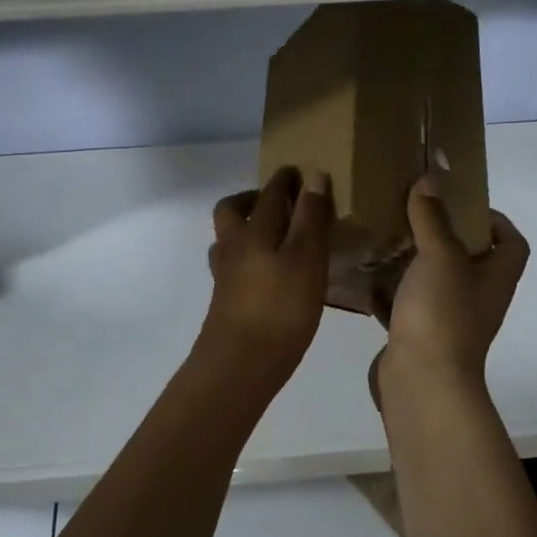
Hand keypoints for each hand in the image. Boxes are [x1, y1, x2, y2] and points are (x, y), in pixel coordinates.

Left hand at [200, 167, 333, 382]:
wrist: (240, 364)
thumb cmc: (281, 308)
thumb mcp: (307, 258)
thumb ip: (310, 217)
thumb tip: (312, 175)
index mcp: (254, 231)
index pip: (269, 195)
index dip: (284, 181)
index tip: (297, 172)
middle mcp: (233, 247)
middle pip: (231, 211)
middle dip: (251, 199)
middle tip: (276, 202)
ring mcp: (224, 276)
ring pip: (228, 240)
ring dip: (245, 229)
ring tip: (273, 236)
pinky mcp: (224, 301)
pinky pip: (232, 266)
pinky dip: (247, 259)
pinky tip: (266, 274)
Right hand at [373, 177, 528, 403]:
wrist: (422, 383)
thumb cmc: (441, 315)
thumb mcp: (440, 257)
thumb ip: (433, 218)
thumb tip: (432, 178)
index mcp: (494, 279)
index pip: (512, 243)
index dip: (497, 221)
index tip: (463, 203)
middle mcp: (476, 299)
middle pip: (470, 260)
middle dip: (444, 235)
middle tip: (415, 212)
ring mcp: (446, 320)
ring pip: (433, 282)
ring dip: (413, 261)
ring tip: (386, 236)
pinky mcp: (417, 336)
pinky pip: (404, 305)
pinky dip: (388, 291)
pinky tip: (365, 275)